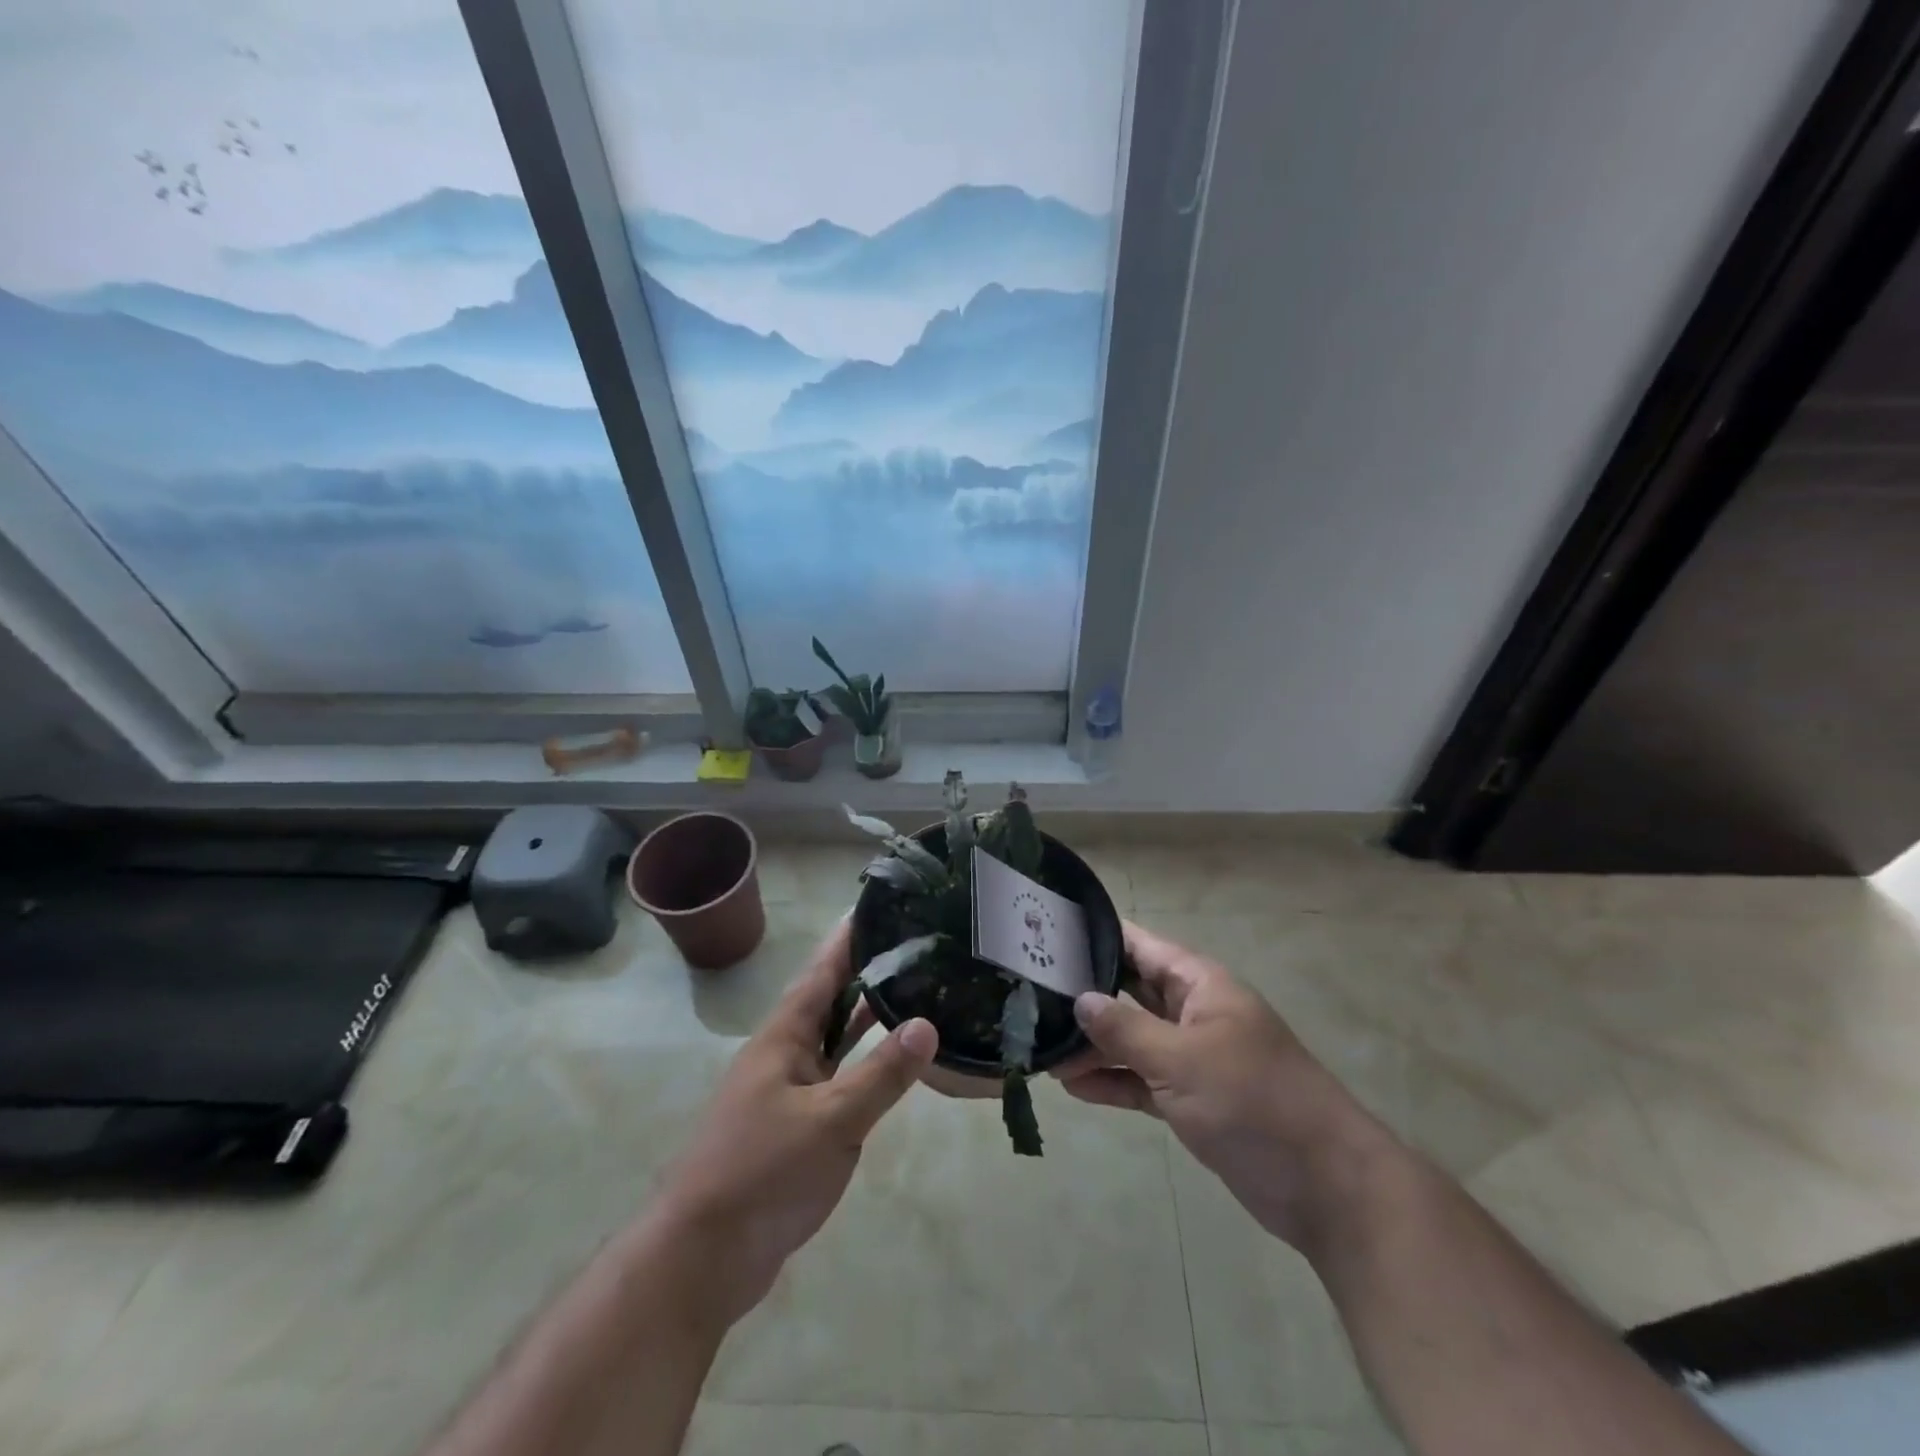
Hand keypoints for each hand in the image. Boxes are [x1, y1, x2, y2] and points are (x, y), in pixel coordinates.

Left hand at [648, 920, 937, 1328]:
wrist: (703, 1258)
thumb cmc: (762, 1174)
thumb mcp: (830, 1121)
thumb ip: (881, 1074)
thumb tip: (928, 1023)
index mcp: (783, 1038)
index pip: (821, 972)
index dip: (848, 939)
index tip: (879, 905)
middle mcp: (785, 1055)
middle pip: (829, 1000)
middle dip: (866, 971)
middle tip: (913, 945)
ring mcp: (790, 1092)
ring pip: (835, 1041)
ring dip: (867, 1017)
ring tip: (914, 989)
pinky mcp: (797, 1127)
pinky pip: (839, 1079)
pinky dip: (865, 1064)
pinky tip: (894, 1064)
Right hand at [1057, 920, 1386, 1248]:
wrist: (1325, 1185)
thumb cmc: (1253, 1101)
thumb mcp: (1182, 1059)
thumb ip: (1125, 1028)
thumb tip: (1079, 999)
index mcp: (1201, 985)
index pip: (1140, 946)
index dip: (1097, 937)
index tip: (1048, 934)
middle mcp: (1194, 1012)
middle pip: (1131, 992)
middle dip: (1086, 995)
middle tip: (1029, 995)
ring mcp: (1194, 1057)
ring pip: (1133, 1039)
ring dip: (1094, 1046)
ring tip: (1042, 1050)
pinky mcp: (1194, 1099)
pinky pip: (1143, 1080)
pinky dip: (1114, 1082)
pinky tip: (1073, 1087)